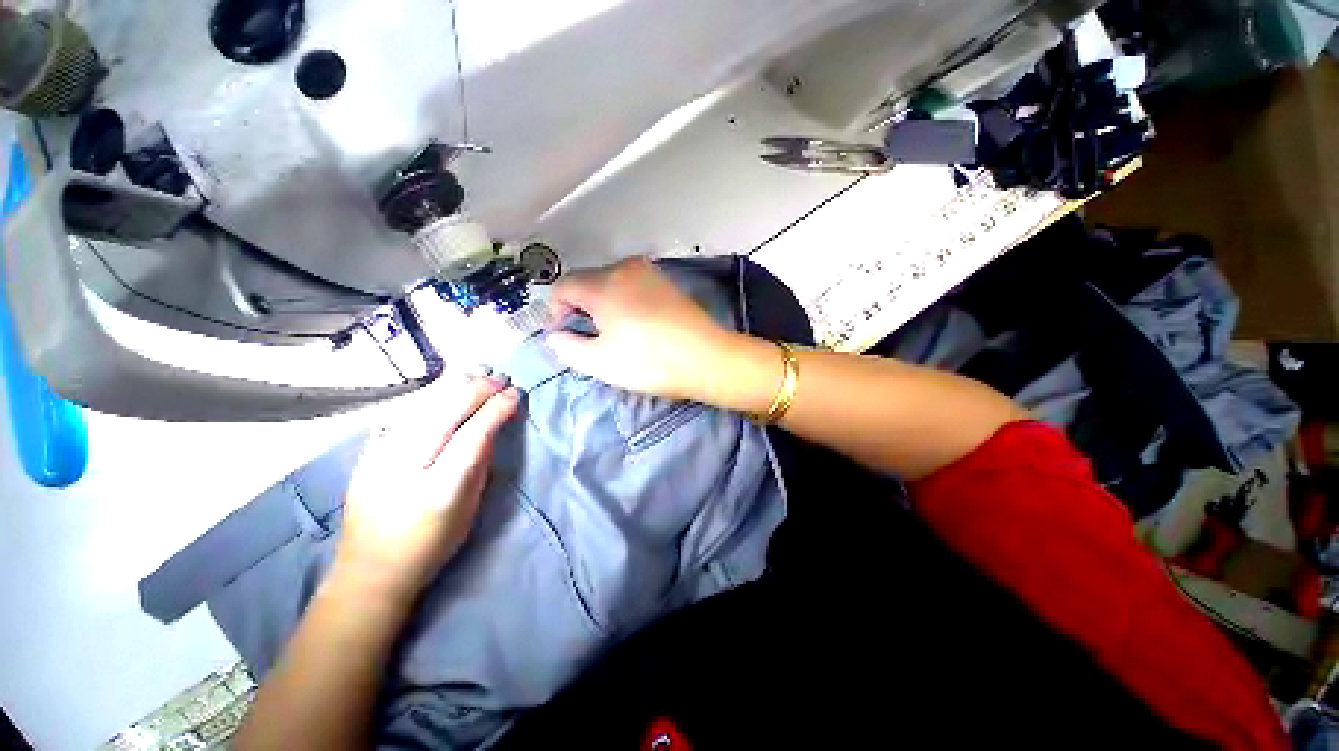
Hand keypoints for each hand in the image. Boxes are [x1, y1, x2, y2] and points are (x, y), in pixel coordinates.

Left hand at [332, 377, 518, 603]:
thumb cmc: (430, 545)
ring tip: (478, 372)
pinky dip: (428, 398)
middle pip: (447, 412)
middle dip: (478, 389)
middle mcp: (407, 466)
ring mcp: (381, 457)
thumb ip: (480, 465)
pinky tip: (443, 389)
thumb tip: (491, 428)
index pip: (475, 434)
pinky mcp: (367, 453)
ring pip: (423, 407)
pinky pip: (403, 415)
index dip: (497, 409)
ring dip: (454, 386)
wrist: (369, 571)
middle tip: (500, 378)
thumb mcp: (468, 510)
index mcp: (440, 487)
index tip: (514, 393)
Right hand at [546, 258, 749, 402]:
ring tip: (615, 333)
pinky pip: (633, 286)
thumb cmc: (650, 362)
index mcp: (603, 285)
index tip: (565, 335)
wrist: (708, 359)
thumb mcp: (600, 362)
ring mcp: (649, 273)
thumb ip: (567, 347)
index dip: (556, 311)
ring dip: (603, 304)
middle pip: (587, 281)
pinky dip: (624, 301)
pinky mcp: (667, 282)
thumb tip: (555, 335)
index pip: (563, 286)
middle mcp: (624, 269)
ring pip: (611, 282)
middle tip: (591, 338)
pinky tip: (638, 325)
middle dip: (580, 308)